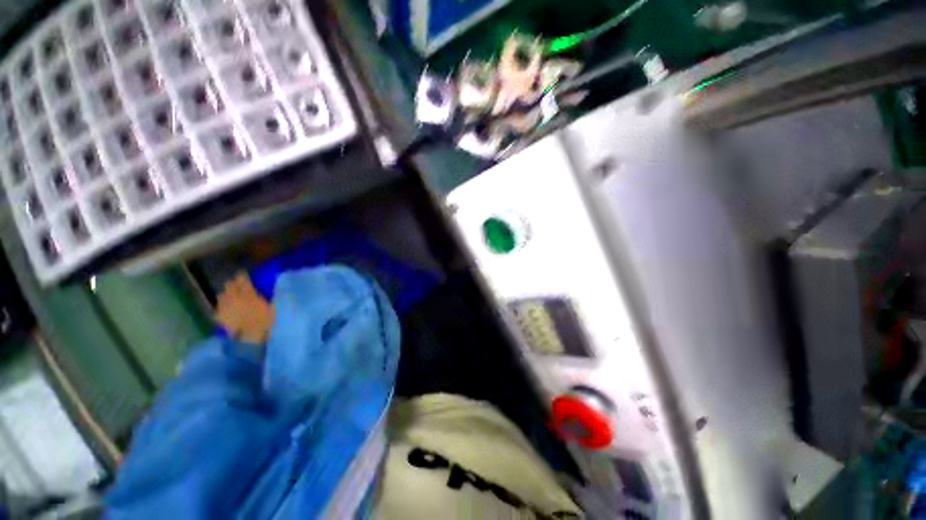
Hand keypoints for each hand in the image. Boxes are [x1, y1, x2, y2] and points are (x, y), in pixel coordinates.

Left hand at [215, 272, 273, 343]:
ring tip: (230, 294)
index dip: (243, 276)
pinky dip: (221, 306)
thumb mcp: (272, 306)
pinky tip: (224, 307)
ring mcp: (225, 307)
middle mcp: (234, 298)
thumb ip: (269, 296)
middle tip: (237, 283)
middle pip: (230, 286)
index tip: (244, 273)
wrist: (250, 337)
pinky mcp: (219, 318)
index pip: (243, 280)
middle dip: (233, 284)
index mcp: (248, 293)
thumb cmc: (266, 320)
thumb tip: (274, 288)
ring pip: (222, 295)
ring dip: (226, 293)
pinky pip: (218, 308)